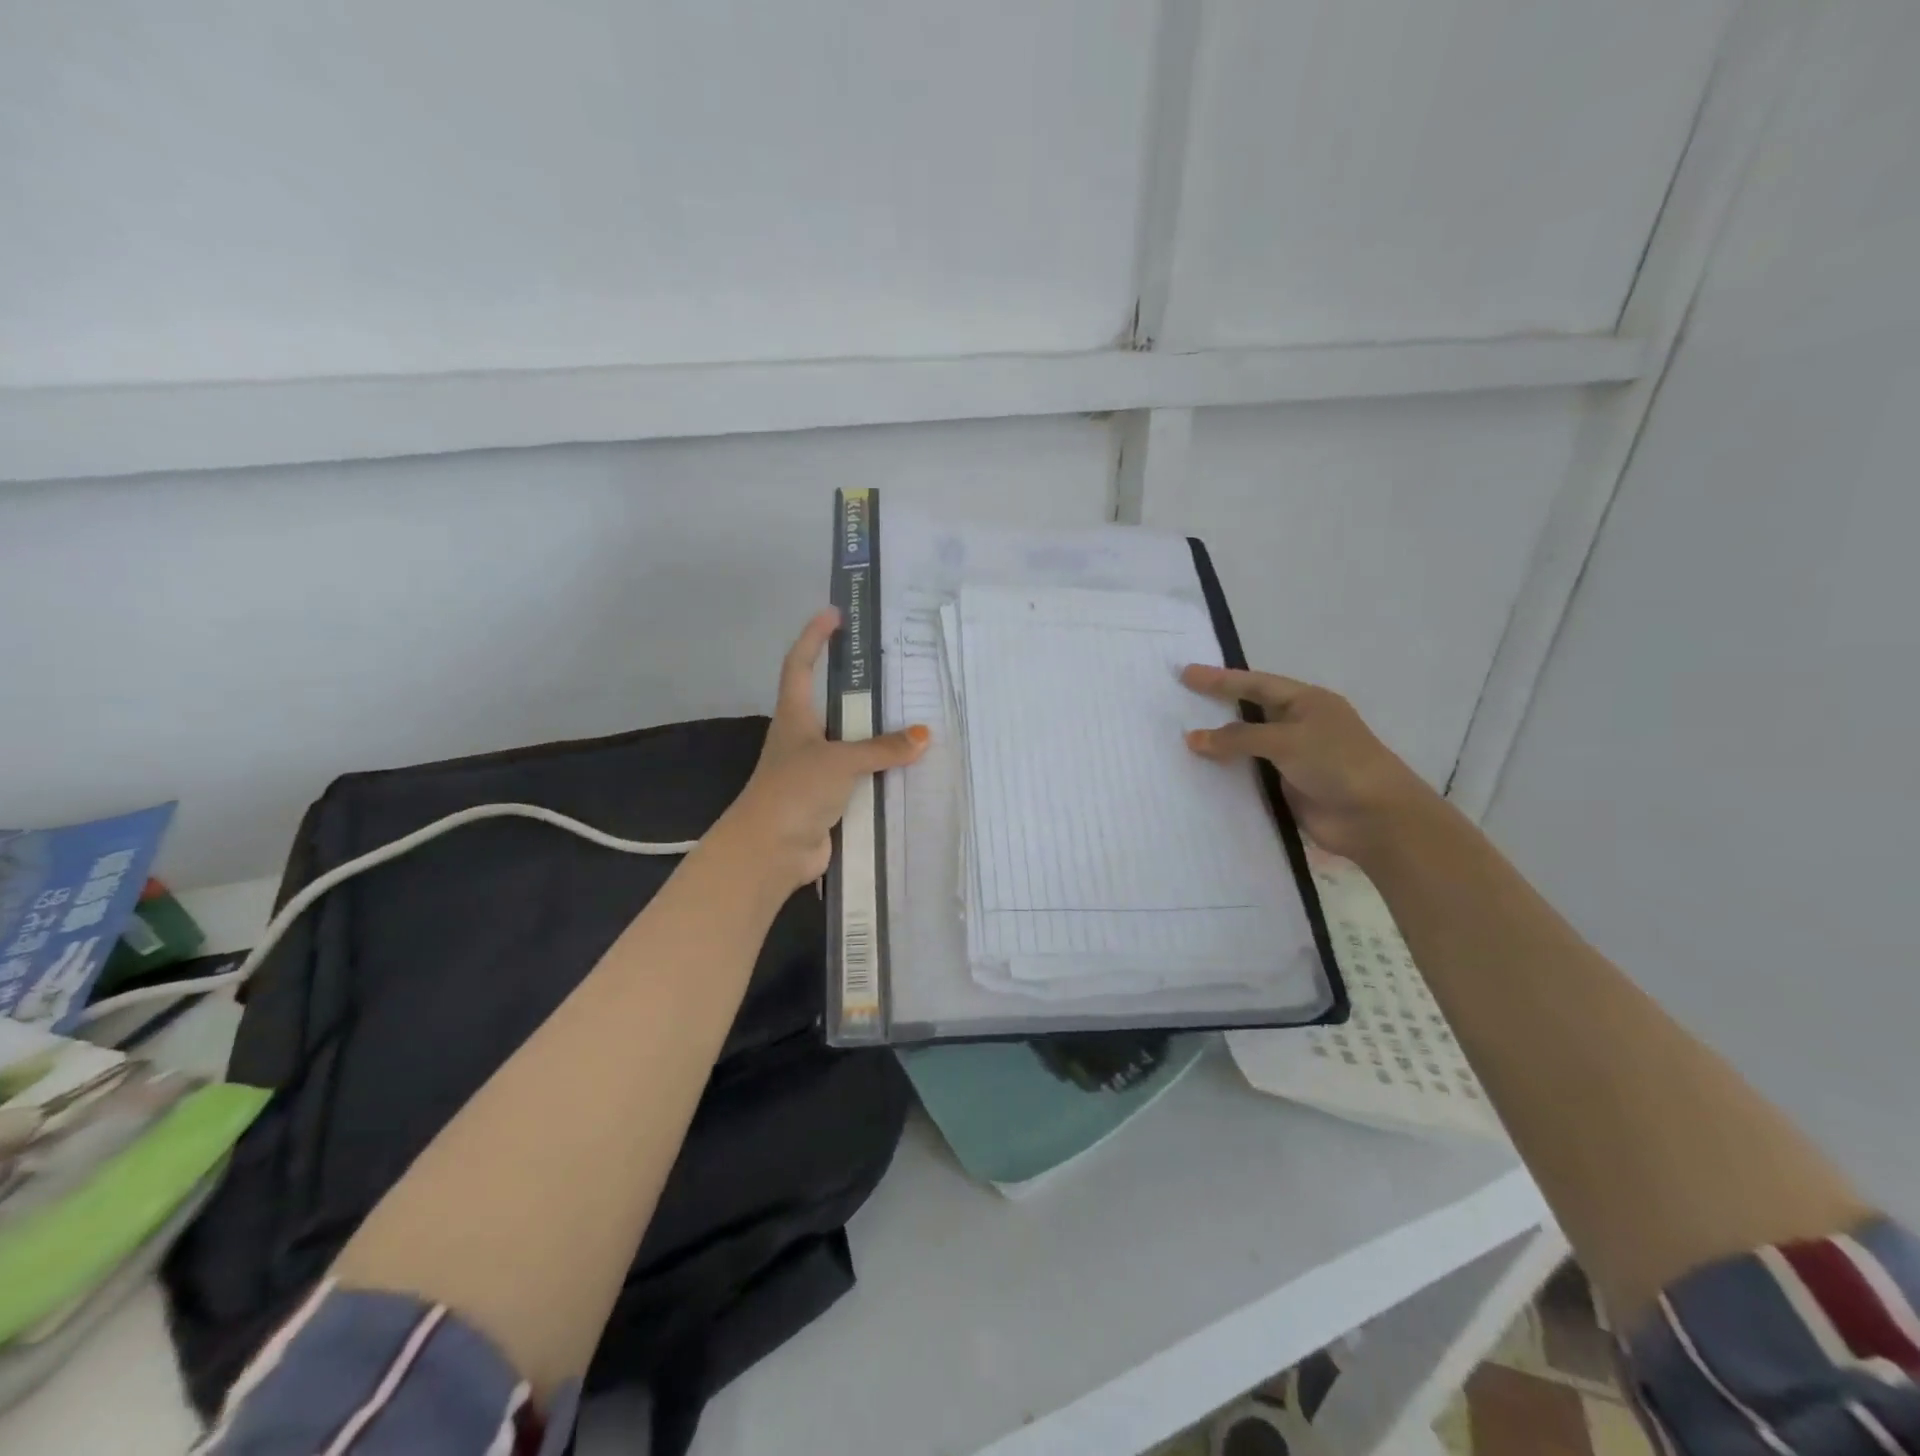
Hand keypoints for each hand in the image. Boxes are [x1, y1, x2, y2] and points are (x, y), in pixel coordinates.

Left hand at [719, 609, 929, 891]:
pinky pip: (862, 780)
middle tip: (894, 672)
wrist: (771, 851)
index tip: (834, 614)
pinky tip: (909, 771)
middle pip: (831, 704)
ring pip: (851, 745)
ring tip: (913, 719)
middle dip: (857, 689)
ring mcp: (815, 772)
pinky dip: (882, 774)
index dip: (814, 638)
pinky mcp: (829, 801)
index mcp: (794, 717)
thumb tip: (922, 736)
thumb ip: (881, 748)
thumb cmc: (795, 789)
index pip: (800, 665)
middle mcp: (803, 739)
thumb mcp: (840, 760)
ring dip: (876, 736)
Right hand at [1179, 665, 1438, 863]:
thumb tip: (1192, 739)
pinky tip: (1198, 772)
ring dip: (1217, 743)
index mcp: (1306, 702)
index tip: (1186, 674)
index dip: (1220, 679)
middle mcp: (1298, 725)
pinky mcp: (1285, 786)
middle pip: (1248, 711)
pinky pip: (1248, 774)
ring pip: (1246, 745)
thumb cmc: (1338, 764)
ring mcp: (1292, 757)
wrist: (1376, 818)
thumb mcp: (1287, 741)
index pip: (1255, 684)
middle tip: (1178, 701)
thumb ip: (1238, 738)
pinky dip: (1225, 772)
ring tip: (1178, 738)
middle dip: (1216, 706)